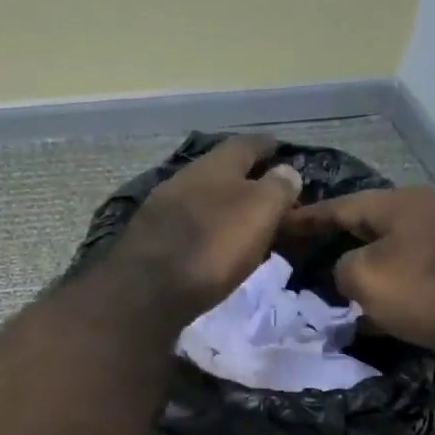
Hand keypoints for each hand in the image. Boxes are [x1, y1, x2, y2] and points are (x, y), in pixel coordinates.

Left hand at [113, 136, 303, 318]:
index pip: (247, 144)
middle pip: (218, 171)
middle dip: (241, 178)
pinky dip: (201, 230)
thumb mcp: (259, 211)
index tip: (280, 150)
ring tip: (238, 222)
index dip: (266, 146)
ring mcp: (160, 209)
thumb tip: (287, 172)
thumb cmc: (213, 245)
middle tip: (262, 192)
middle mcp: (184, 178)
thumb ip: (277, 188)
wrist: (148, 289)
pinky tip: (208, 245)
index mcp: (215, 165)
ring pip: (198, 198)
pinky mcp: (147, 241)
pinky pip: (183, 227)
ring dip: (218, 206)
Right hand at [280, 186, 434, 363]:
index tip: (279, 224)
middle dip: (333, 241)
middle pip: (365, 225)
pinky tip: (367, 314)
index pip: (340, 205)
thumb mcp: (364, 277)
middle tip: (302, 255)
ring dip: (359, 269)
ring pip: (386, 253)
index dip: (306, 217)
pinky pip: (405, 277)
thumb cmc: (424, 290)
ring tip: (328, 287)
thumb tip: (348, 270)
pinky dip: (383, 291)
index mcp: (397, 204)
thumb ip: (341, 267)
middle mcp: (422, 214)